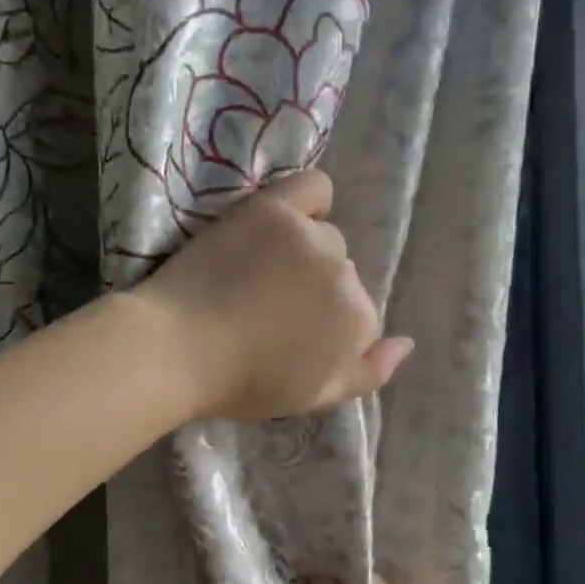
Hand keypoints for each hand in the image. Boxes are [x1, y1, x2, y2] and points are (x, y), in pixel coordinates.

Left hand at [131, 170, 412, 422]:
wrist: (177, 349)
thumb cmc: (243, 383)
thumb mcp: (316, 397)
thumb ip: (370, 373)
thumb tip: (406, 344)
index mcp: (359, 322)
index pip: (360, 314)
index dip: (326, 327)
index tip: (290, 336)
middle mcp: (345, 275)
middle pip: (344, 274)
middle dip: (317, 290)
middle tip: (271, 305)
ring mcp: (310, 237)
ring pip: (326, 236)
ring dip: (306, 252)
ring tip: (262, 271)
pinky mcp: (272, 209)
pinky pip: (314, 186)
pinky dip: (309, 200)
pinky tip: (286, 219)